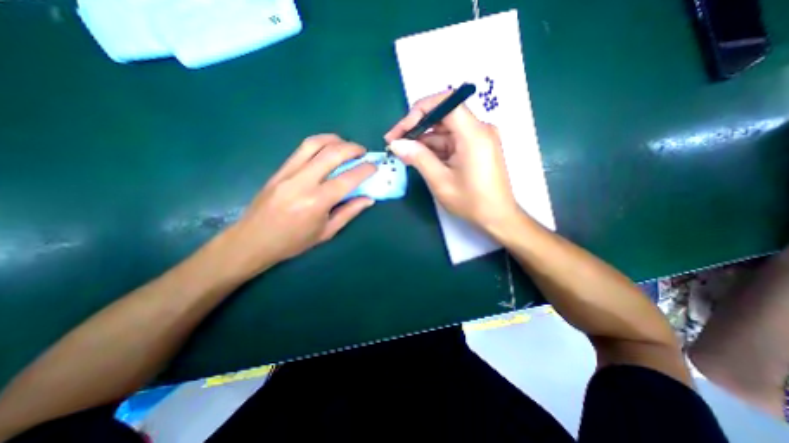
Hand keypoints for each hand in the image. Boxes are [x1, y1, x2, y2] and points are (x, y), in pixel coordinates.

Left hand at [217, 134, 373, 275]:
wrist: (253, 240)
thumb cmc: (293, 242)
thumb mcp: (326, 232)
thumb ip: (349, 212)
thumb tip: (369, 199)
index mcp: (317, 202)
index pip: (347, 179)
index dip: (364, 170)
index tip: (374, 166)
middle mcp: (303, 182)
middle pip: (332, 154)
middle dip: (352, 148)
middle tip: (363, 151)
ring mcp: (288, 173)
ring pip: (314, 144)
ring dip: (334, 140)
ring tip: (346, 145)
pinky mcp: (279, 170)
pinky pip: (301, 149)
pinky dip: (319, 144)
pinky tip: (327, 148)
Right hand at [385, 91, 522, 233]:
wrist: (497, 217)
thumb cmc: (471, 201)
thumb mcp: (440, 181)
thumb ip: (418, 158)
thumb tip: (396, 144)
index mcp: (473, 133)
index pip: (445, 102)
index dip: (419, 111)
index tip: (402, 130)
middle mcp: (478, 129)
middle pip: (443, 115)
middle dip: (417, 127)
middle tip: (395, 142)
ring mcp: (478, 138)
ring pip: (445, 130)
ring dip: (423, 140)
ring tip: (403, 153)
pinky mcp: (475, 147)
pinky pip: (451, 141)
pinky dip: (434, 148)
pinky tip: (419, 158)